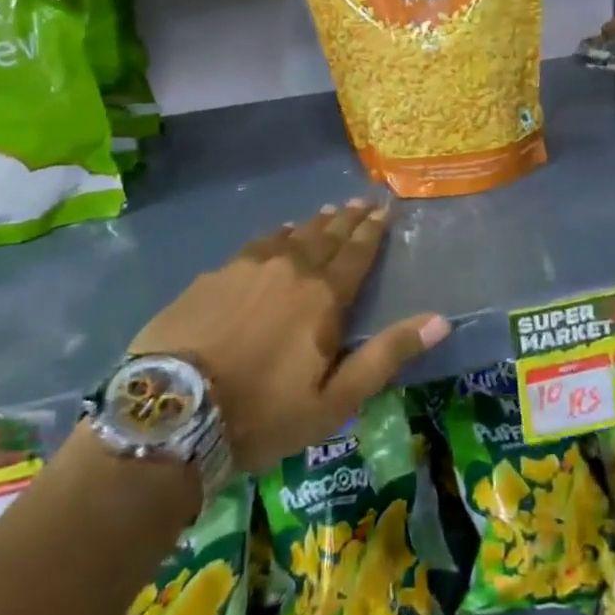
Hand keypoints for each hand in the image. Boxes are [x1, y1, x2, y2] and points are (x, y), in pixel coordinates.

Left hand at [129, 200, 450, 474]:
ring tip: (327, 212)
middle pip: (326, 236)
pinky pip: (256, 244)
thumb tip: (441, 320)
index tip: (384, 210)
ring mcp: (247, 267)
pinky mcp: (214, 275)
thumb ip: (387, 355)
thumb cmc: (263, 413)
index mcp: (323, 296)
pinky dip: (276, 235)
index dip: (372, 231)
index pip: (356, 253)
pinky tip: (277, 234)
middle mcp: (290, 268)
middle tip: (361, 201)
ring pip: (291, 234)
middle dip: (347, 219)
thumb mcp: (335, 400)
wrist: (174, 411)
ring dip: (313, 223)